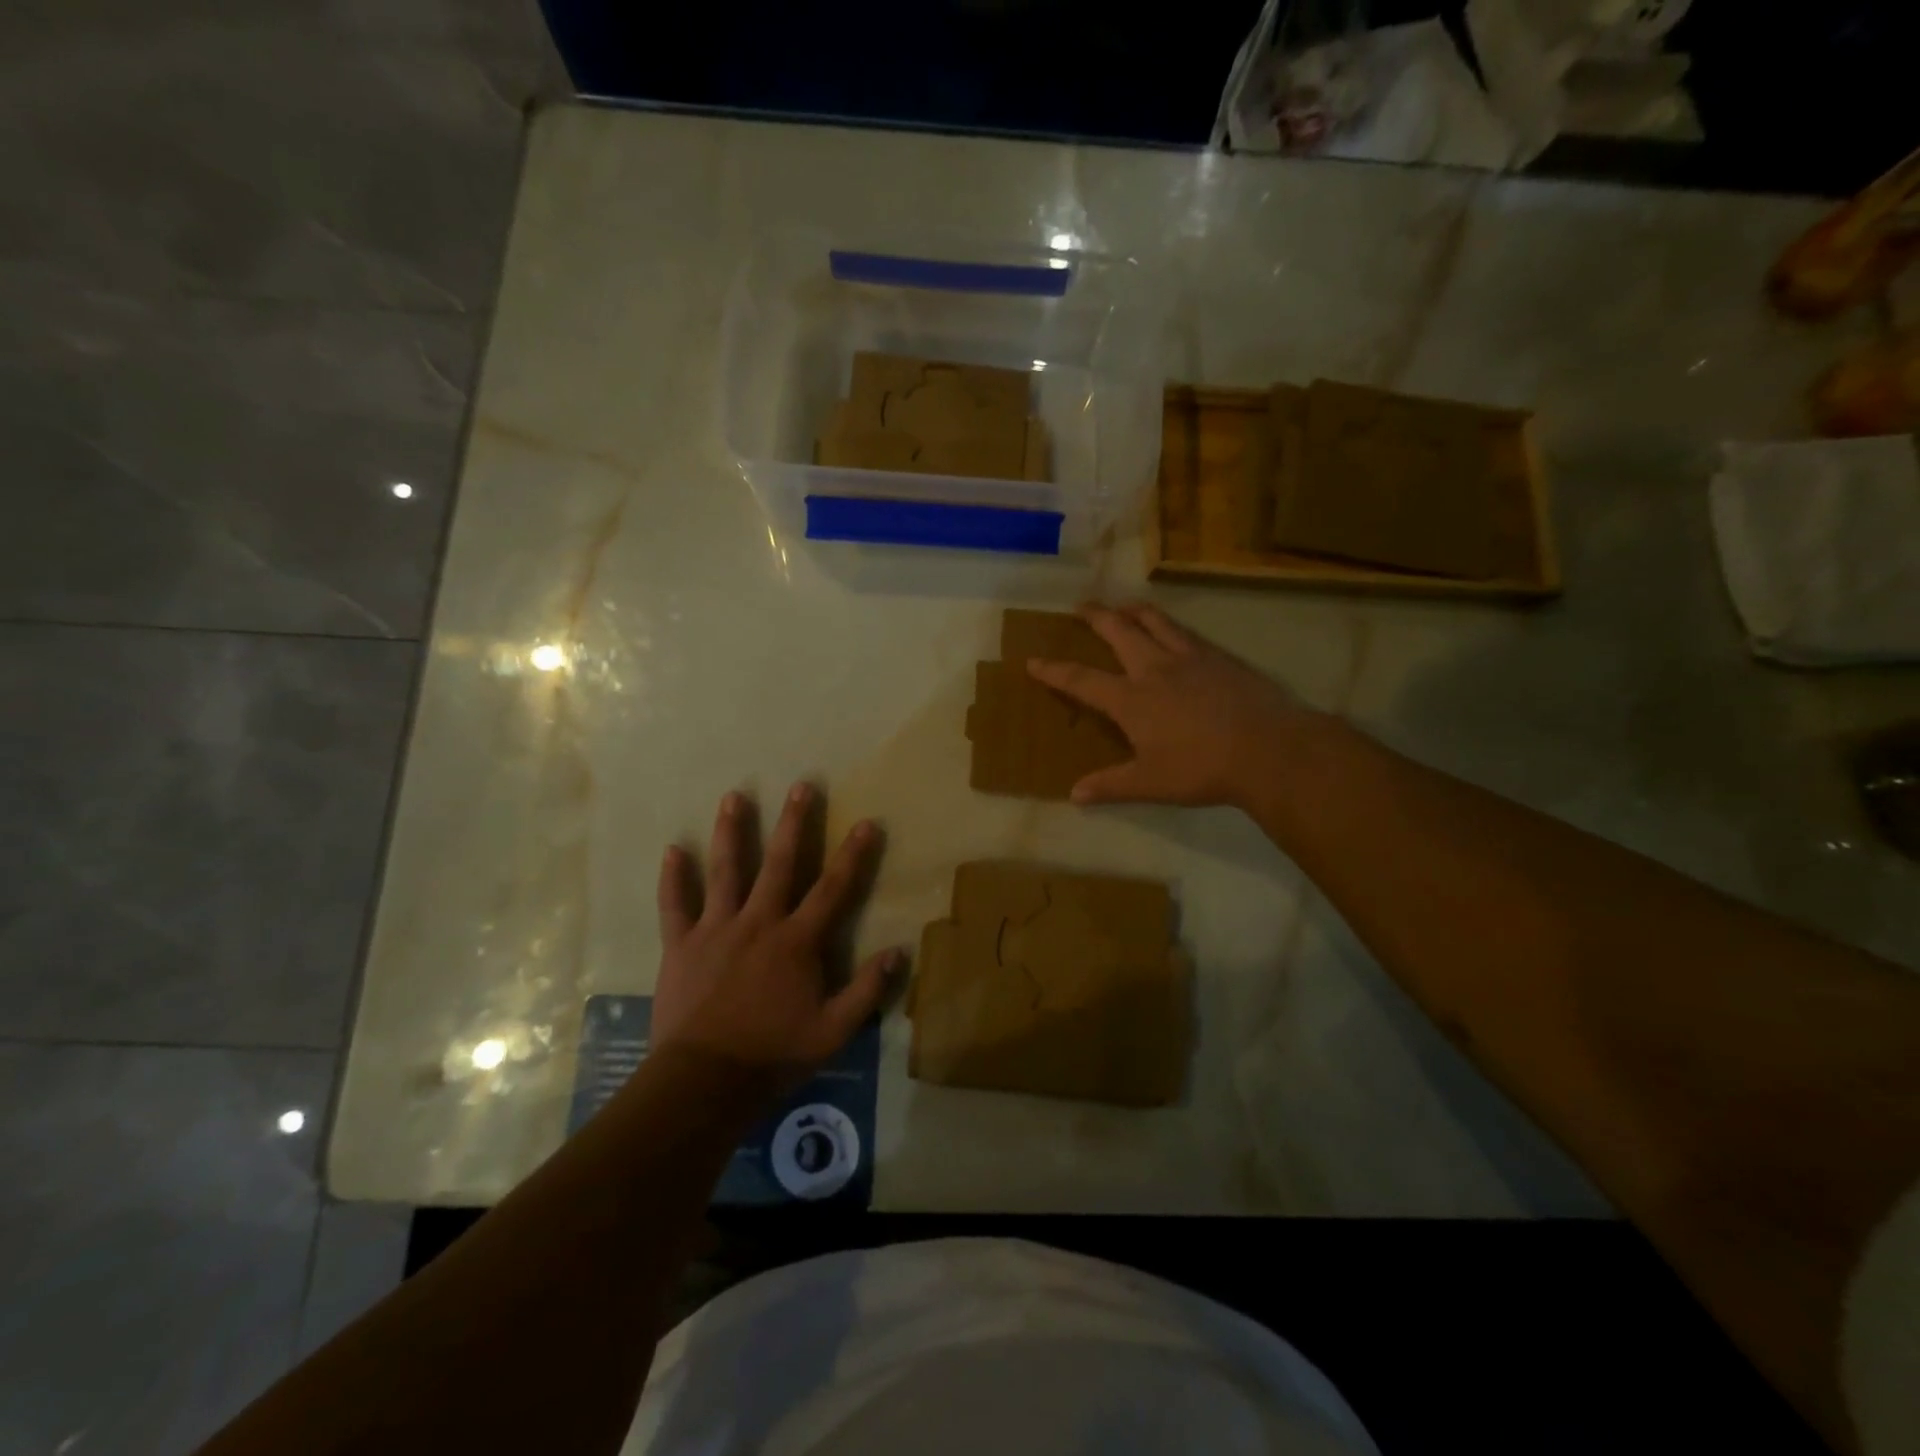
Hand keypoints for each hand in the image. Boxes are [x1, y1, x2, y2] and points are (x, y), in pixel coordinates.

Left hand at [653, 783, 900, 1090]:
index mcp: (797, 941)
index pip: (832, 889)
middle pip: (779, 863)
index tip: (866, 822)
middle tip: (800, 786)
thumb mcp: (833, 1031)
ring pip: (725, 871)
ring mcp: (716, 930)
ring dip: (731, 832)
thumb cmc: (773, 1054)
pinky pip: (675, 905)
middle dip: (793, 823)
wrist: (704, 1080)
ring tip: (734, 796)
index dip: (853, 855)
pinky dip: (673, 878)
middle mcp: (758, 922)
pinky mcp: (681, 945)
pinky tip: (672, 849)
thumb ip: (867, 990)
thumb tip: (900, 952)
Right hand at [1028, 602, 1310, 808]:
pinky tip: (1174, 632)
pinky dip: (1170, 625)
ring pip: (1155, 621)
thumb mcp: (1151, 784)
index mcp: (1131, 699)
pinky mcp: (1219, 657)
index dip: (1054, 670)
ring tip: (1123, 607)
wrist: (1268, 749)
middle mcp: (1154, 668)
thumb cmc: (1202, 769)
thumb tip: (1074, 795)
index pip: (1082, 680)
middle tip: (1081, 607)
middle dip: (1095, 616)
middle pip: (1118, 630)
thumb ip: (1111, 786)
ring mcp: (1189, 657)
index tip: (1033, 661)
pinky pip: (1186, 631)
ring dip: (1133, 610)